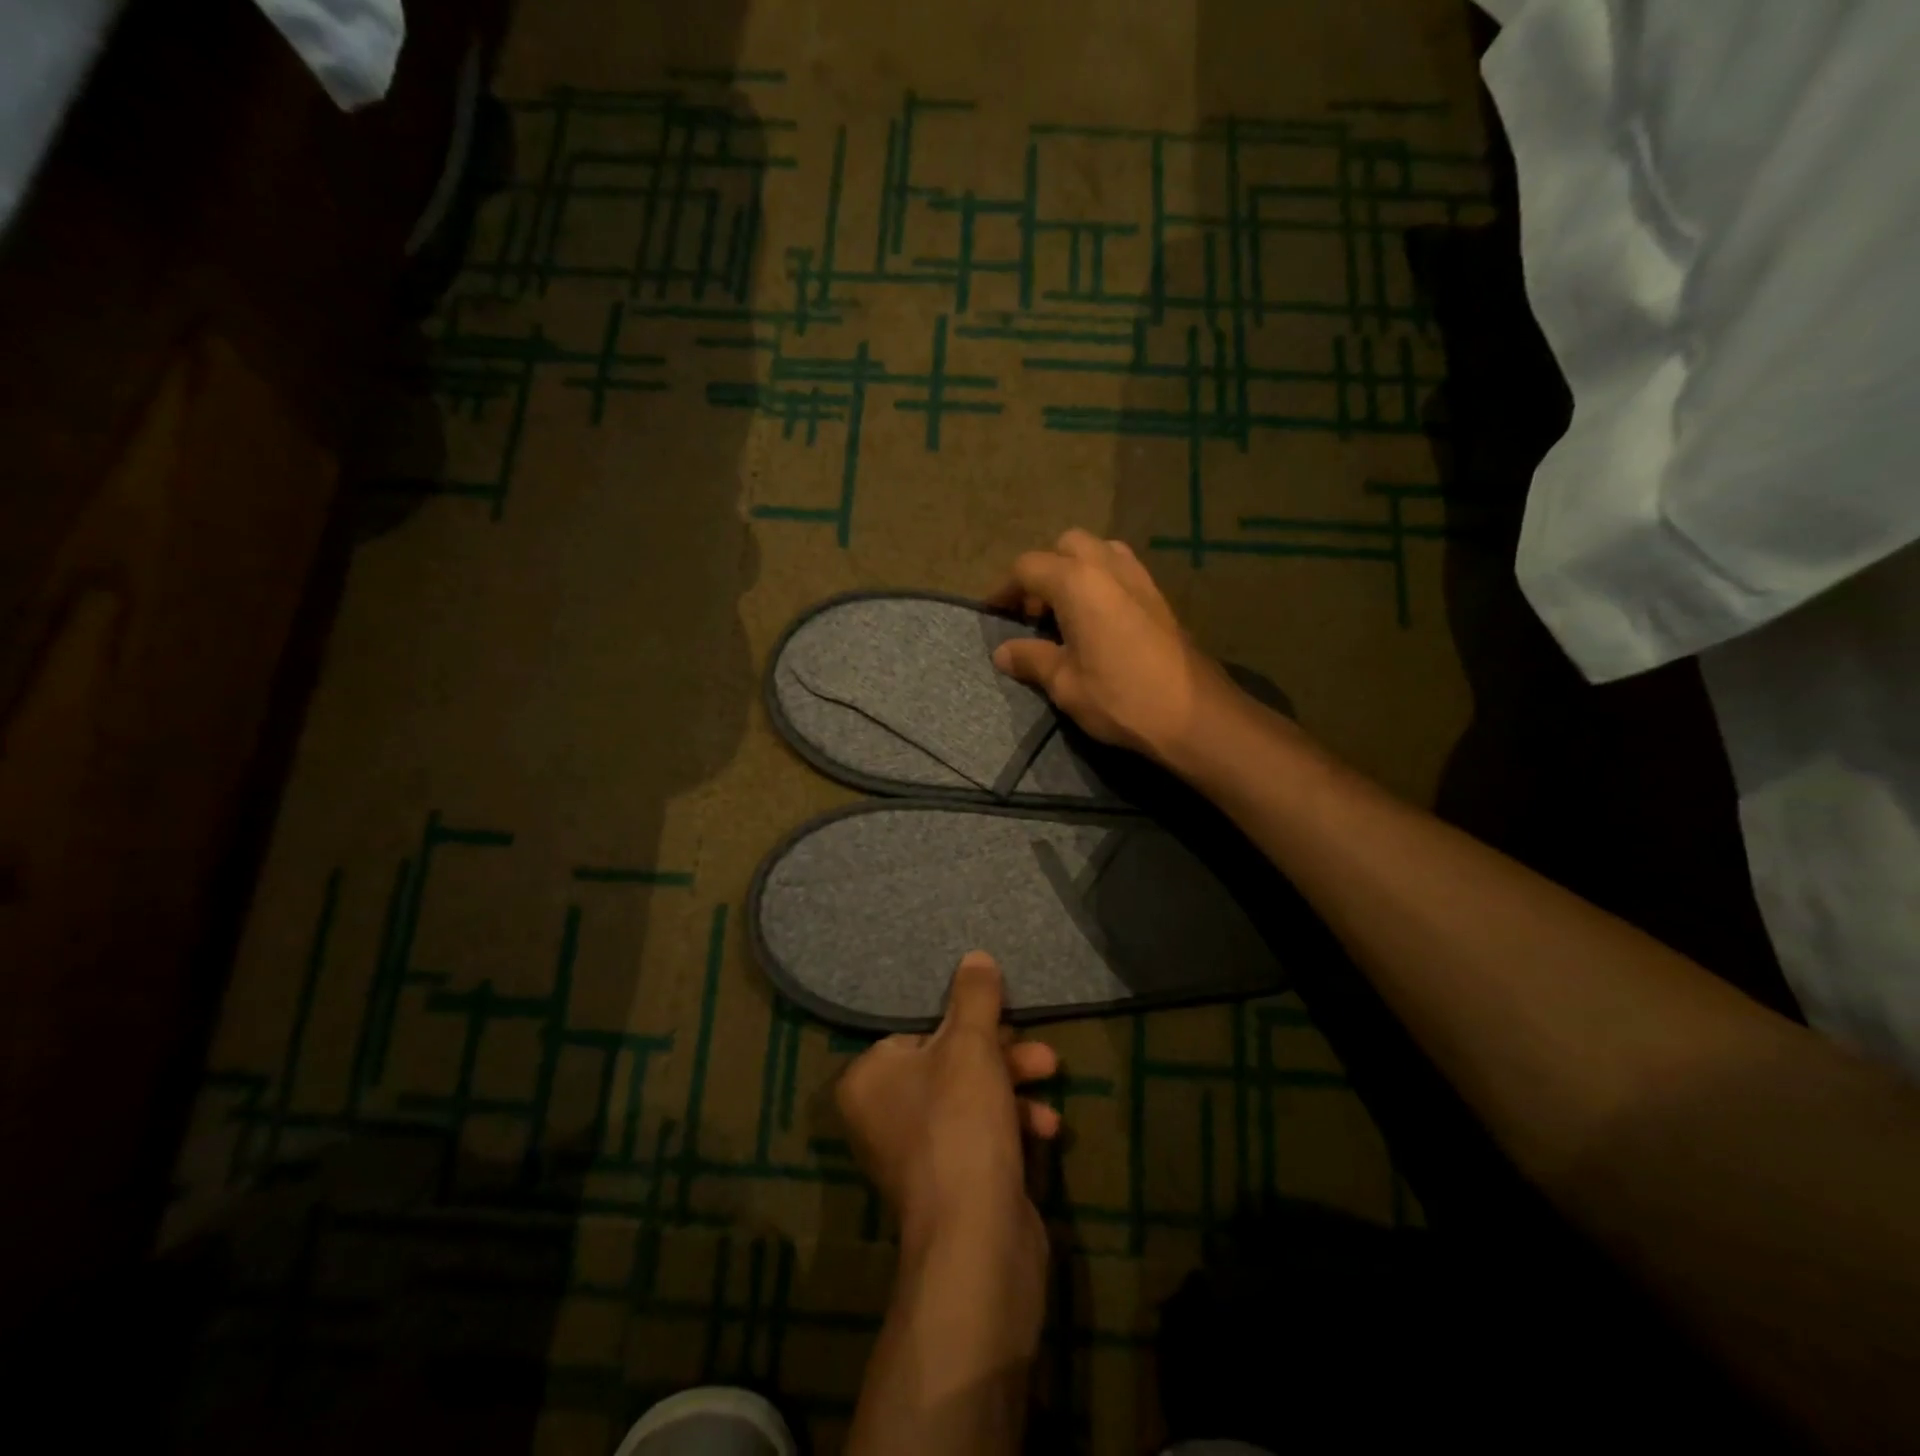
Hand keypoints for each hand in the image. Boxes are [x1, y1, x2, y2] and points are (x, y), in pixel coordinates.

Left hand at [836, 953, 1060, 1258]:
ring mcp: (916, 1155)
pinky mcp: (951, 1184)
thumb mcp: (971, 1046)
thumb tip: (975, 956)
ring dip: (1014, 1085)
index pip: (917, 1030)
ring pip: (970, 1097)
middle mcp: (881, 1116)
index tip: (1001, 1016)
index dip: (964, 1022)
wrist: (978, 1243)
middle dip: (1001, 1054)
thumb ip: (974, 997)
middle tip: (1038, 1050)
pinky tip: (1047, 1129)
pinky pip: (980, 1135)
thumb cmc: (960, 1123)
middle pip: (948, 1063)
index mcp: (867, 1079)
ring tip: (1052, 1076)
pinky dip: (1012, 1125)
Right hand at [988, 529, 1234, 765]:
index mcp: (1077, 582)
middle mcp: (1108, 566)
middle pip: (1066, 546)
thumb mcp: (1065, 684)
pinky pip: (1121, 570)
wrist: (1193, 714)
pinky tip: (1098, 621)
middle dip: (1044, 571)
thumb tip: (1003, 652)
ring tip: (1066, 612)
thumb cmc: (1120, 698)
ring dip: (1075, 571)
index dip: (1005, 589)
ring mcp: (1139, 577)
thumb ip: (1032, 659)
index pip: (1028, 568)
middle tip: (1034, 613)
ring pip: (1098, 552)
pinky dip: (1101, 582)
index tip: (993, 612)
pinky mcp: (1159, 596)